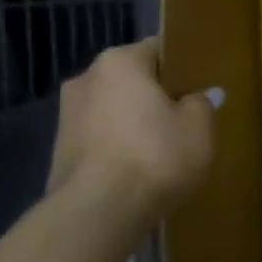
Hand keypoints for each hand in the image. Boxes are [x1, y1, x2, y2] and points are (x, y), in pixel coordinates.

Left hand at [48, 38, 218, 232]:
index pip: (158, 49)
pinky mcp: (59, 151)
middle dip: (156, 95)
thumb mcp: (199, 127)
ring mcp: (66, 116)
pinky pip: (101, 138)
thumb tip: (202, 95)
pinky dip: (119, 146)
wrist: (98, 212)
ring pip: (114, 109)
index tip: (200, 86)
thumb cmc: (155, 155)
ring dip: (135, 122)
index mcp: (120, 61)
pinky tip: (139, 168)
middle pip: (132, 80)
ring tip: (163, 147)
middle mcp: (86, 78)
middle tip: (186, 117)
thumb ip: (202, 104)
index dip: (183, 66)